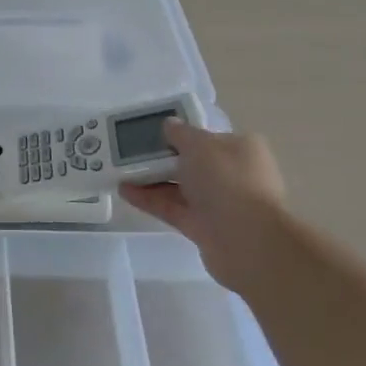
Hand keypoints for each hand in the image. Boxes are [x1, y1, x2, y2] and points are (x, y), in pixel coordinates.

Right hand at [119, 121, 285, 291]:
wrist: (246, 240)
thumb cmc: (227, 180)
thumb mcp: (199, 145)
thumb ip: (180, 133)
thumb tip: (169, 125)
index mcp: (241, 149)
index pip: (209, 137)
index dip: (182, 133)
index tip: (155, 133)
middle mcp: (233, 175)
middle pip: (192, 163)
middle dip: (163, 158)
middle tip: (131, 151)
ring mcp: (219, 203)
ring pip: (180, 187)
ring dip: (152, 179)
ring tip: (119, 171)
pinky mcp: (204, 227)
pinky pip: (173, 208)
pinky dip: (151, 200)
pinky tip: (125, 191)